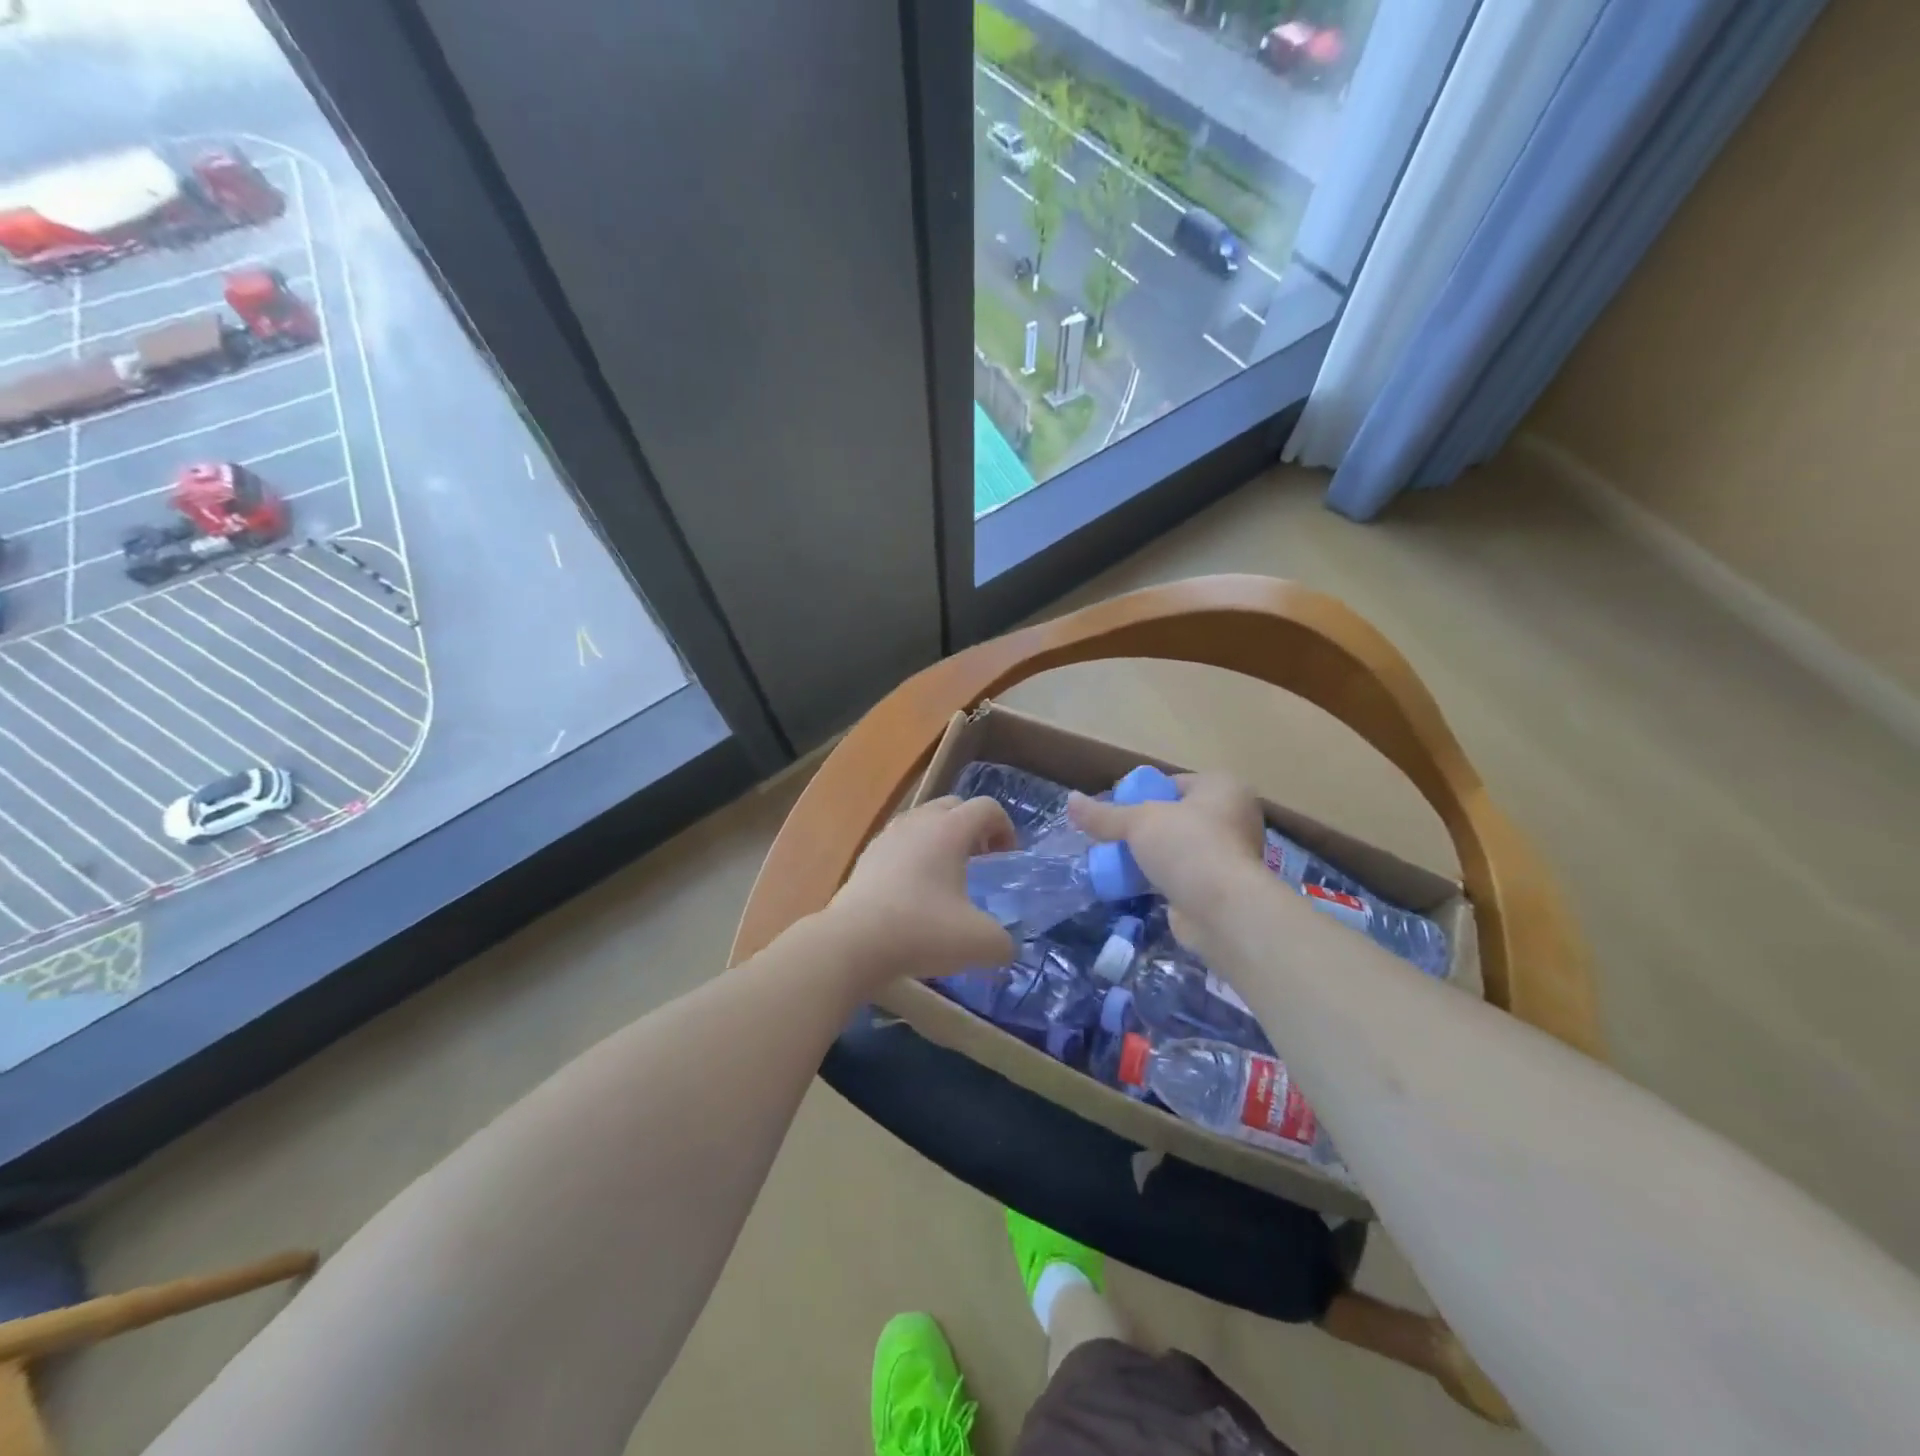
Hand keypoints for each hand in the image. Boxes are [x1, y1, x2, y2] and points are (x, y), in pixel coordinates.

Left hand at [824, 795, 1017, 990]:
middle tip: (981, 860)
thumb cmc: (922, 930)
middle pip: (953, 806)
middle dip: (973, 827)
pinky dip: (914, 856)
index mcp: (949, 829)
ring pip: (923, 823)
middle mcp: (917, 822)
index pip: (986, 807)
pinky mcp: (866, 857)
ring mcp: (887, 837)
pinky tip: (914, 892)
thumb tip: (1005, 946)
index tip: (1007, 858)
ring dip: (941, 840)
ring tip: (947, 876)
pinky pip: (900, 843)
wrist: (852, 943)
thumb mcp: (979, 942)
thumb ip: (1003, 941)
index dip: (1005, 827)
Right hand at [1068, 774, 1266, 948]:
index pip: (1172, 783)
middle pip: (1173, 816)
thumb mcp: (1138, 822)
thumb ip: (1104, 815)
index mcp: (1222, 788)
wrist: (1223, 911)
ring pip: (1176, 847)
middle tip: (1110, 836)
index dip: (1140, 793)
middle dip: (1142, 827)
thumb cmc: (1187, 847)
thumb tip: (1070, 800)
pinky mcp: (1218, 887)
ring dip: (1149, 854)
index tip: (1113, 809)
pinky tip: (1131, 883)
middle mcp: (1232, 817)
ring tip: (1115, 860)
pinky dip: (1158, 878)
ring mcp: (1228, 854)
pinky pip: (1180, 874)